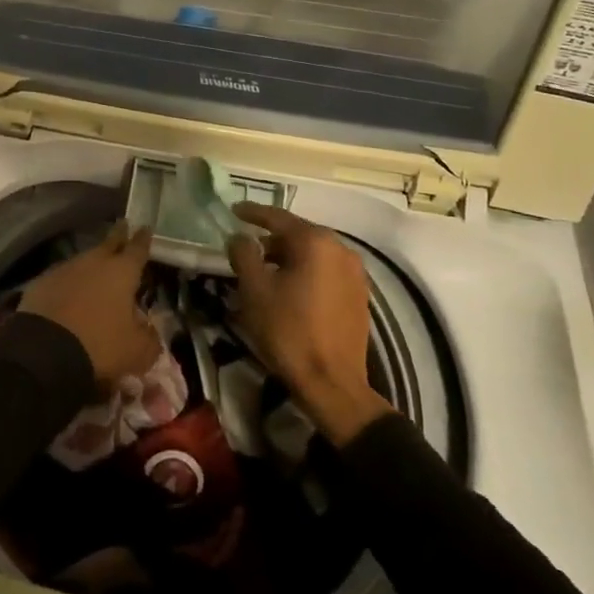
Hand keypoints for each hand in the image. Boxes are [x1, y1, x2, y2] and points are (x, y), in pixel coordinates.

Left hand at [21, 222, 160, 390]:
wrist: (45, 350)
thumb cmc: (100, 345)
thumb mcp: (137, 351)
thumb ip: (149, 337)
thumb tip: (148, 330)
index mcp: (122, 271)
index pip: (137, 248)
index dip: (143, 239)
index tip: (145, 227)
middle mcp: (94, 262)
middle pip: (109, 243)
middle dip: (118, 236)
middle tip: (123, 225)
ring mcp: (65, 268)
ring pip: (84, 259)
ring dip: (92, 262)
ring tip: (97, 268)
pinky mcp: (42, 281)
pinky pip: (62, 277)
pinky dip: (69, 282)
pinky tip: (69, 293)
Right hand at [226, 203, 393, 444]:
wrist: (332, 383)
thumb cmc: (288, 330)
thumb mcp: (254, 289)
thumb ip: (243, 254)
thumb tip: (240, 237)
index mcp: (316, 242)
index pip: (278, 218)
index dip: (252, 213)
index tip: (233, 211)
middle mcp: (341, 249)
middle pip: (298, 234)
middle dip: (271, 239)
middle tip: (246, 248)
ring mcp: (355, 273)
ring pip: (314, 254)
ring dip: (288, 257)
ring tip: (265, 271)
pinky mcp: (359, 296)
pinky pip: (326, 271)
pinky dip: (305, 272)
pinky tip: (289, 289)